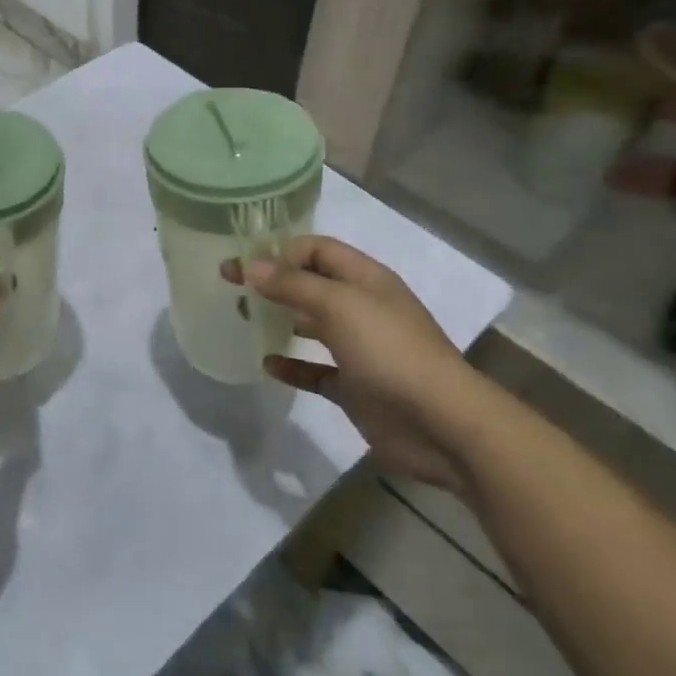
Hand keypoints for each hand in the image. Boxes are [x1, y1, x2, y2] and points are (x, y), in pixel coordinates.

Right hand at [225, 237, 487, 493]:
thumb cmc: (390, 351)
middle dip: (274, 283)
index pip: (317, 249)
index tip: (241, 260)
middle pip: (312, 285)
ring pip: (312, 325)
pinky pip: (316, 370)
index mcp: (365, 279)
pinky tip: (268, 365)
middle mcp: (362, 308)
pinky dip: (292, 365)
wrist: (442, 425)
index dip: (280, 250)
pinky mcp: (355, 387)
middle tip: (233, 288)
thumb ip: (292, 284)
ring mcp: (360, 349)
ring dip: (280, 319)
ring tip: (243, 318)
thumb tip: (249, 265)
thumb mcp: (339, 306)